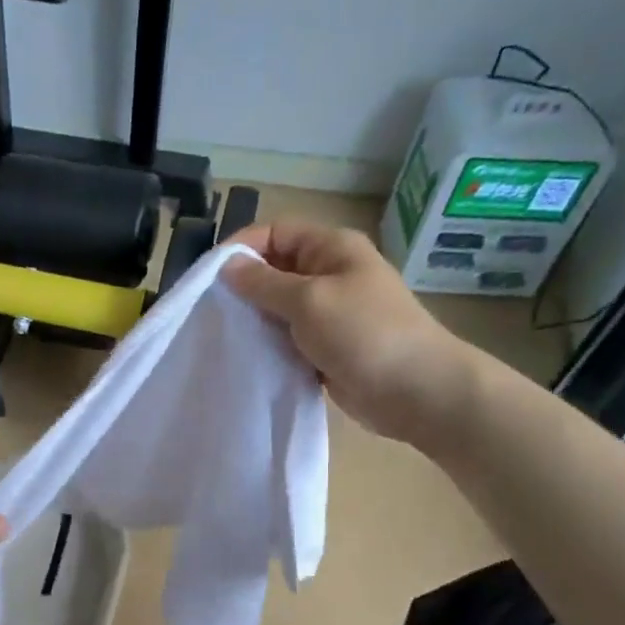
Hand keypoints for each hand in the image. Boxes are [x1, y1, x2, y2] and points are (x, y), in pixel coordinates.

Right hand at [223, 221, 481, 449]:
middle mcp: (329, 274)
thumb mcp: (308, 301)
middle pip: (275, 270)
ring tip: (222, 335)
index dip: (241, 248)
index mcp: (331, 249)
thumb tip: (227, 266)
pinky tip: (247, 357)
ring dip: (254, 320)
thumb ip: (264, 283)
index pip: (275, 233)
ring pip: (279, 307)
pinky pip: (288, 338)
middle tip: (209, 311)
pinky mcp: (327, 347)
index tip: (208, 277)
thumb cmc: (364, 333)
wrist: (416, 391)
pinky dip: (269, 345)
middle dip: (243, 287)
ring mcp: (329, 313)